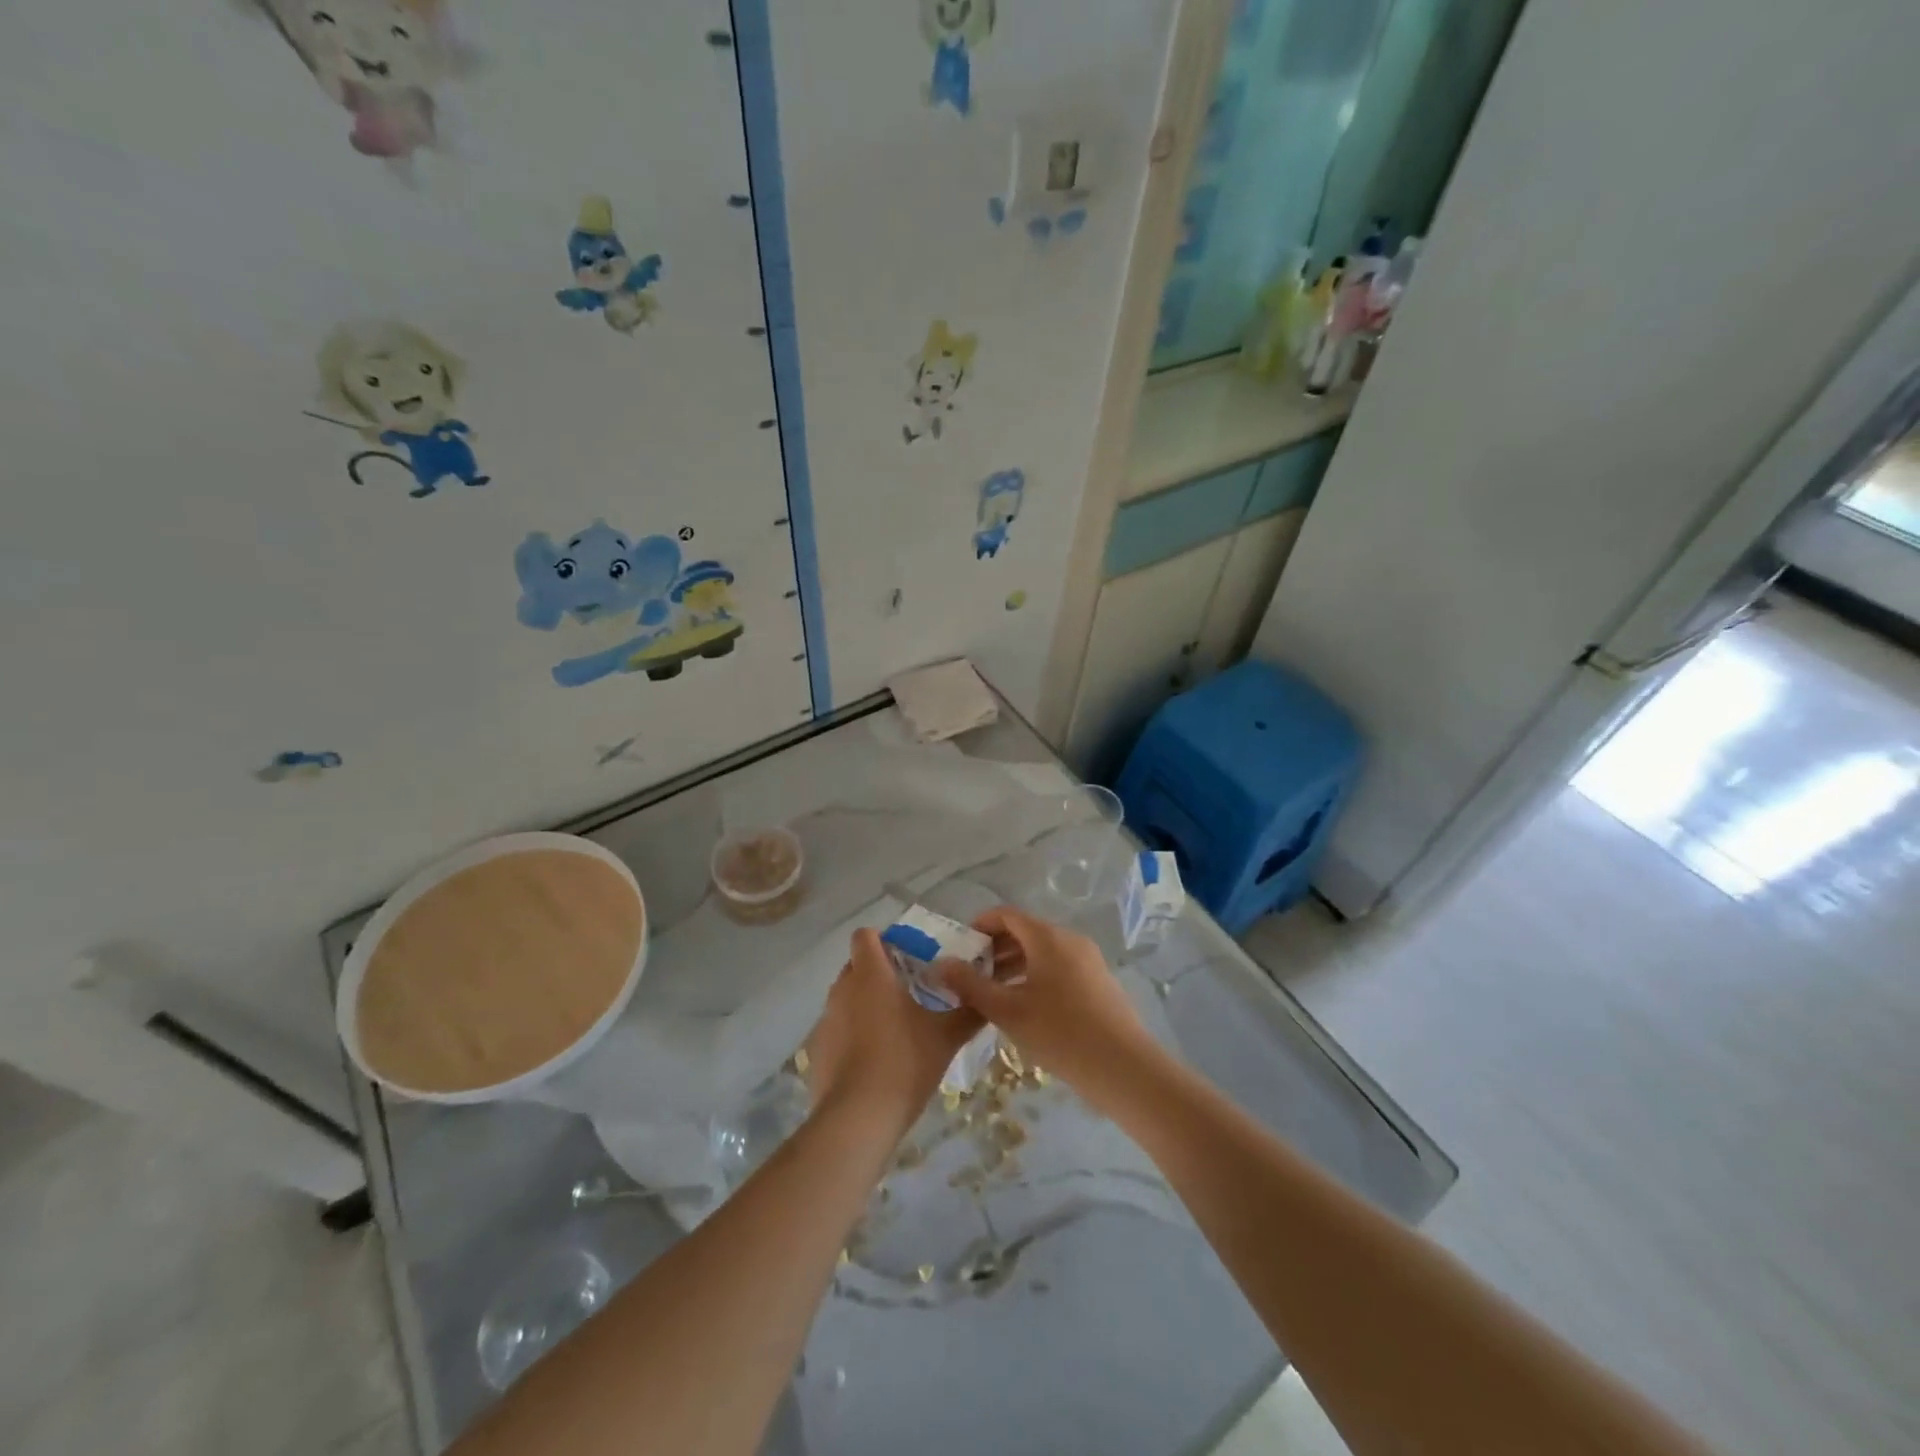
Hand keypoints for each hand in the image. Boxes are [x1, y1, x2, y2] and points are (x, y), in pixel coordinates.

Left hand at [805, 928, 982, 1140]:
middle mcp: (842, 989)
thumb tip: (985, 995)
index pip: (865, 936)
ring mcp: (826, 1020)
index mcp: (870, 975)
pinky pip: (837, 1028)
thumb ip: (969, 1011)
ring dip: (866, 1003)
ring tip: (894, 1028)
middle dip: (879, 972)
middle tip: (909, 991)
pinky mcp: (817, 1050)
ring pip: (846, 997)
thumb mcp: (946, 1037)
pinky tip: (874, 1059)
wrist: (858, 1119)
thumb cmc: (904, 1063)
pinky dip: (853, 1034)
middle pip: (856, 965)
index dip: (883, 939)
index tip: (906, 955)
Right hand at [938, 906, 1161, 1114]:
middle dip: (996, 947)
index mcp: (1047, 937)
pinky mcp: (1099, 981)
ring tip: (993, 992)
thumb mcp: (1007, 1011)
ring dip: (1015, 964)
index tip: (961, 947)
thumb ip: (970, 985)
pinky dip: (1036, 975)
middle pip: (1026, 931)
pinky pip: (1060, 966)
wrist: (1123, 1067)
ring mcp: (1088, 960)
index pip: (1007, 915)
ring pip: (1043, 951)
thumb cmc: (1060, 1033)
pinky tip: (1025, 1007)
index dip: (981, 925)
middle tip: (971, 973)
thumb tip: (941, 964)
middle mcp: (1069, 939)